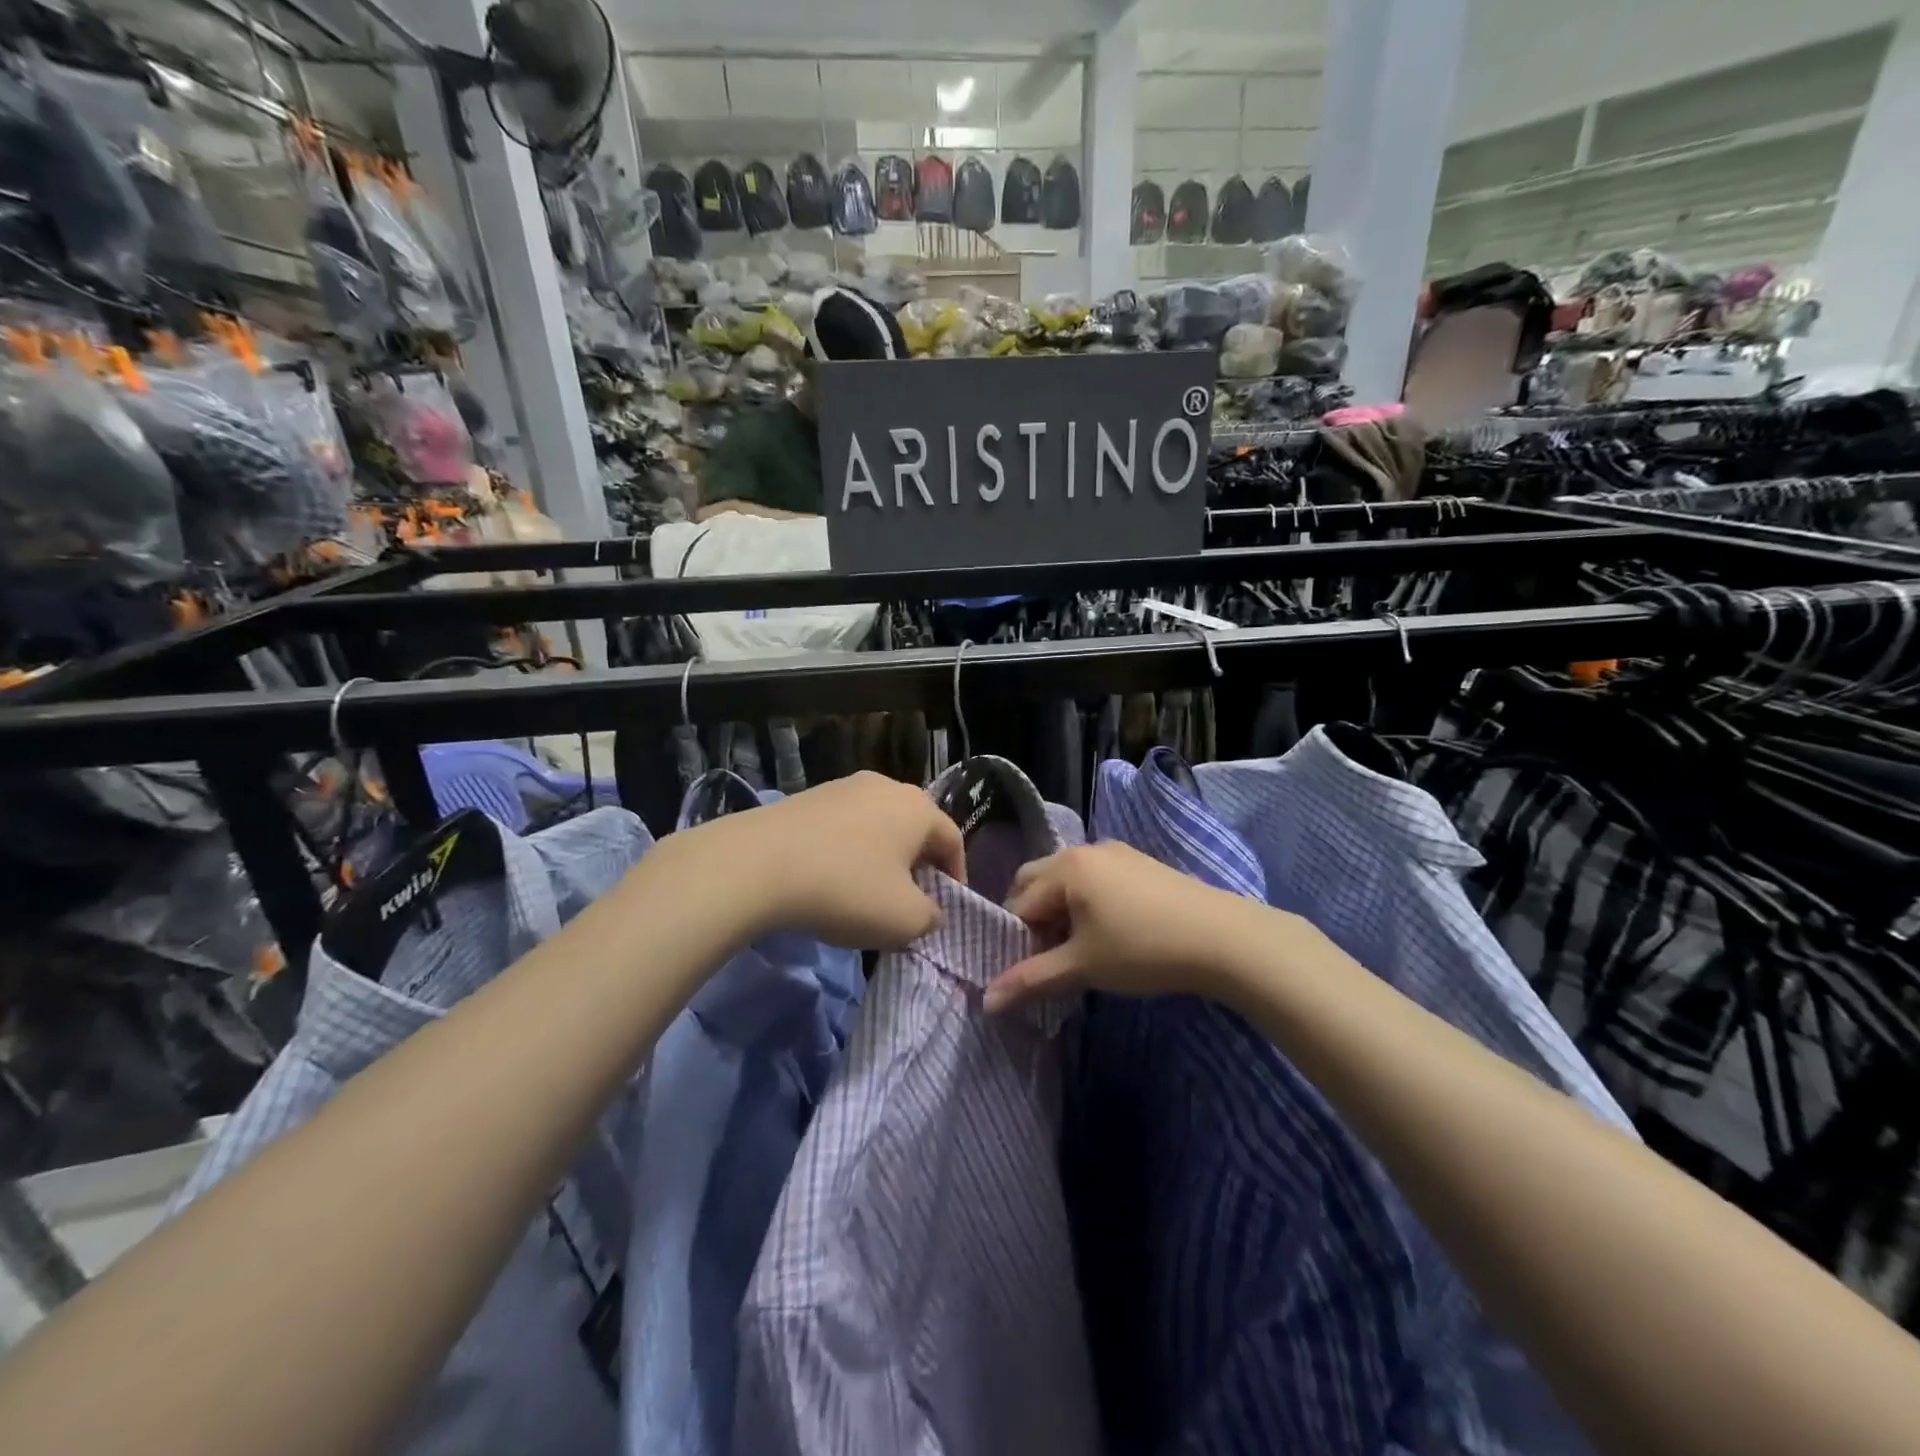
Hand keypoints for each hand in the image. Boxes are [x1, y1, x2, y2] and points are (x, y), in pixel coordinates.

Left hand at [701, 772, 965, 948]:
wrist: (758, 864)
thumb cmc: (847, 889)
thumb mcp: (904, 920)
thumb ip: (931, 917)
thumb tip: (930, 910)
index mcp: (918, 808)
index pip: (952, 840)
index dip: (956, 875)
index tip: (946, 907)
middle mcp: (885, 786)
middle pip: (914, 828)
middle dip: (917, 865)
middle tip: (909, 901)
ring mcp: (842, 787)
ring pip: (876, 826)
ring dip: (880, 858)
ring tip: (867, 893)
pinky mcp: (807, 797)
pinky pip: (842, 827)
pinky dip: (846, 852)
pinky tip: (829, 880)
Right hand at [985, 841, 1270, 1012]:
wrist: (1223, 937)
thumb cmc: (1142, 949)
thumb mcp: (1083, 966)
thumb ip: (1031, 980)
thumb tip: (986, 1002)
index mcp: (1064, 868)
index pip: (1019, 904)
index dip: (1018, 940)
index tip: (1033, 971)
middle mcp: (1084, 850)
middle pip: (1037, 881)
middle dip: (1033, 918)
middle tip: (1048, 955)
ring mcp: (1116, 852)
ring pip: (1067, 880)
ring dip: (1060, 910)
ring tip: (1079, 948)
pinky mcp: (1140, 862)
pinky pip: (1095, 878)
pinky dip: (1087, 902)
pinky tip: (1110, 932)